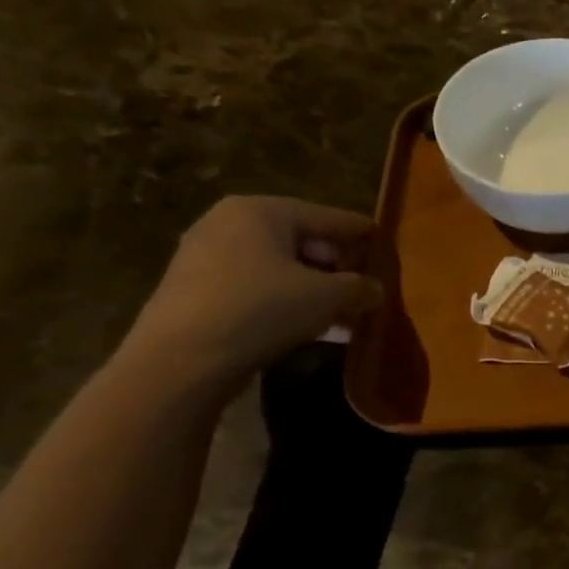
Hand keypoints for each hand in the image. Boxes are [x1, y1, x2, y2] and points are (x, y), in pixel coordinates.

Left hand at [119, 196, 382, 390]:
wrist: (182, 358)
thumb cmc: (262, 309)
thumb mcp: (327, 297)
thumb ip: (359, 287)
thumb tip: (375, 289)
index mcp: (261, 210)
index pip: (328, 216)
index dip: (361, 232)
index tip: (386, 243)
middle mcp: (229, 223)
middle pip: (302, 240)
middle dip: (338, 266)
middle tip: (366, 287)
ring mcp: (207, 256)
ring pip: (280, 268)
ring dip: (315, 290)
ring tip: (345, 314)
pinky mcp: (198, 291)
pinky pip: (258, 288)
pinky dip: (288, 302)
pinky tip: (311, 326)